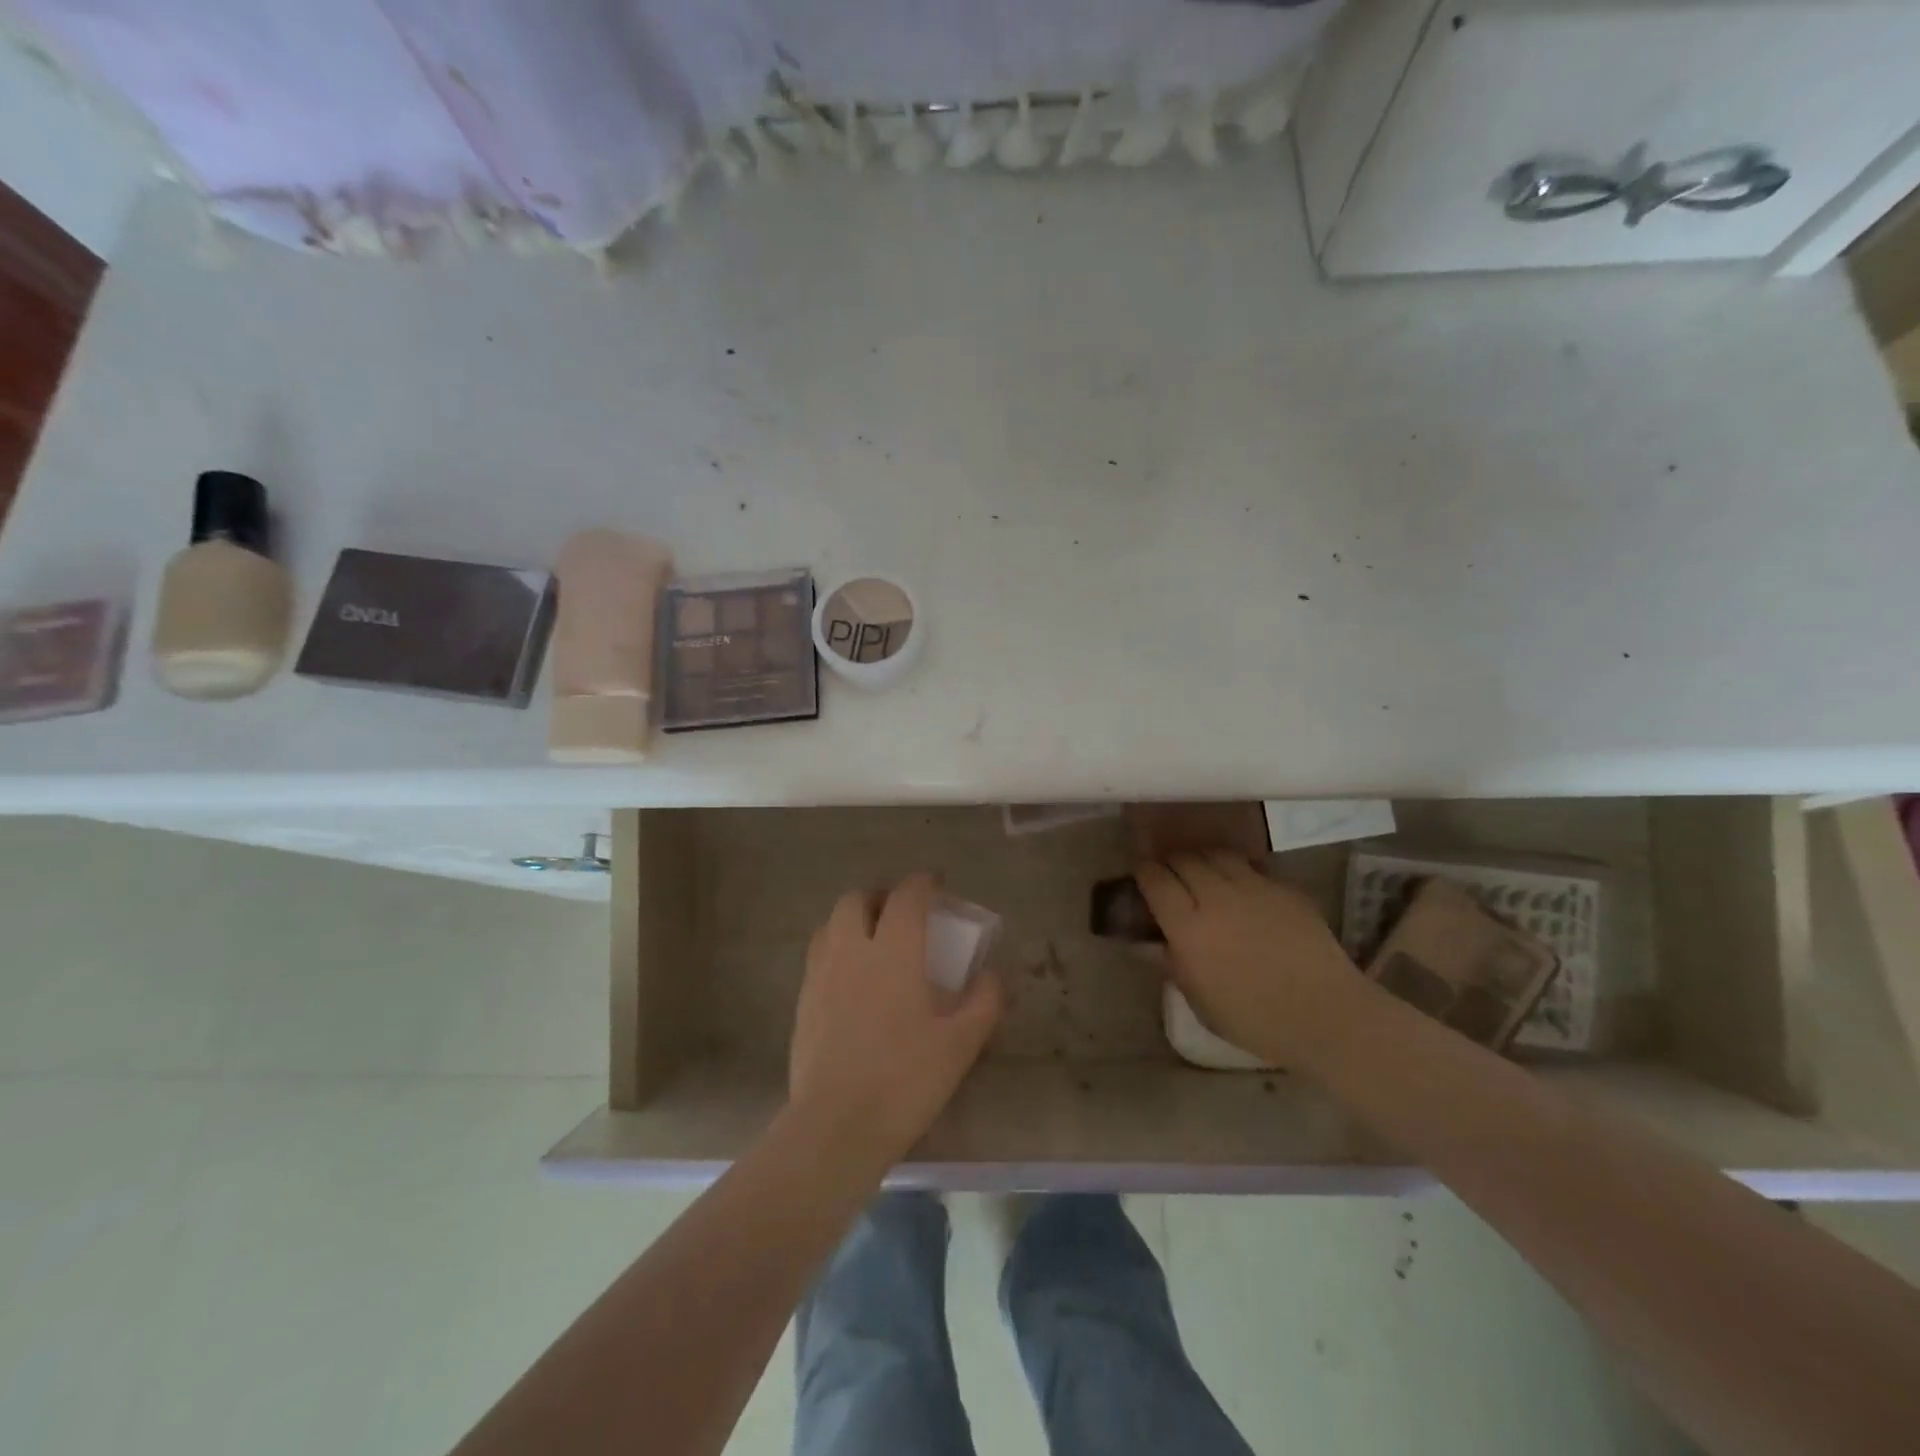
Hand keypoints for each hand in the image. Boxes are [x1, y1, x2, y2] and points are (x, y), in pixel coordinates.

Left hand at [789, 873, 1003, 1167]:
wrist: (837, 1126)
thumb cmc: (905, 1079)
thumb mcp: (961, 1044)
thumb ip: (983, 1001)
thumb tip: (989, 975)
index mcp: (893, 951)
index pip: (906, 896)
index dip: (923, 883)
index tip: (936, 885)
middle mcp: (852, 950)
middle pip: (857, 899)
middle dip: (880, 896)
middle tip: (900, 913)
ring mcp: (821, 974)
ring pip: (831, 923)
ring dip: (854, 919)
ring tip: (873, 940)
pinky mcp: (803, 1001)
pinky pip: (819, 955)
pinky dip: (837, 949)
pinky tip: (852, 979)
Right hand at [1136, 852, 1375, 1070]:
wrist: (1327, 1016)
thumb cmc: (1254, 1019)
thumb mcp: (1200, 1000)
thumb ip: (1169, 962)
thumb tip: (1142, 942)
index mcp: (1188, 927)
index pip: (1155, 879)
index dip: (1144, 873)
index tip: (1142, 878)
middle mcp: (1217, 897)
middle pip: (1183, 859)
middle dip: (1171, 863)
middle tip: (1171, 877)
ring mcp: (1255, 887)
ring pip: (1217, 854)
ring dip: (1203, 860)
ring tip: (1204, 874)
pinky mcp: (1285, 888)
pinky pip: (1252, 866)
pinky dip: (1238, 870)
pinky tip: (1242, 888)